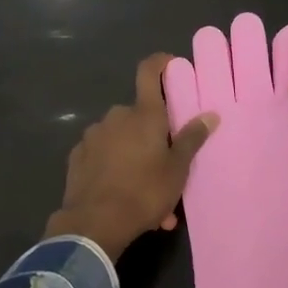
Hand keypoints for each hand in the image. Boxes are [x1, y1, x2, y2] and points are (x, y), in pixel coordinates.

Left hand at [46, 53, 217, 259]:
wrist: (94, 223)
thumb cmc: (144, 192)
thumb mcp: (177, 169)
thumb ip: (192, 139)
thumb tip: (210, 114)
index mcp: (143, 114)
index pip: (149, 72)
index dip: (160, 63)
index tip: (171, 65)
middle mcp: (115, 117)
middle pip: (138, 114)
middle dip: (152, 135)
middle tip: (167, 165)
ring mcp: (93, 136)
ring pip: (121, 139)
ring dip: (135, 158)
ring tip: (148, 194)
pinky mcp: (77, 157)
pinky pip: (103, 156)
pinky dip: (114, 168)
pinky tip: (121, 194)